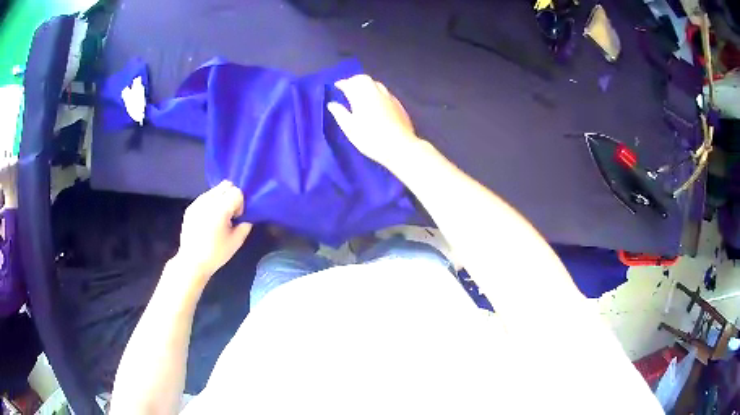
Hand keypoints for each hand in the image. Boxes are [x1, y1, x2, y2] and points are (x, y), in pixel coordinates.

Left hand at [175, 181, 251, 280]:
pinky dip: (210, 204)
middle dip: (231, 196)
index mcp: (220, 208)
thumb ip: (245, 225)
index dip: (240, 204)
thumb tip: (245, 218)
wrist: (192, 262)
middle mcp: (208, 200)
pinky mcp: (190, 207)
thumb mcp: (237, 242)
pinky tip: (208, 221)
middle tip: (230, 215)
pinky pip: (205, 197)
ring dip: (220, 199)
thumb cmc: (216, 254)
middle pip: (226, 185)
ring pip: (215, 190)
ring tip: (218, 218)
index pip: (237, 192)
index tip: (236, 218)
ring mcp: (197, 202)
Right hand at [328, 75, 420, 168]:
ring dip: (367, 84)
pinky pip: (385, 92)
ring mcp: (389, 97)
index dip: (342, 83)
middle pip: (364, 79)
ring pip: (376, 84)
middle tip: (348, 87)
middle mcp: (375, 92)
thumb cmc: (370, 138)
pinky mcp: (398, 104)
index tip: (337, 86)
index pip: (349, 83)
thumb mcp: (350, 128)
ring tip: (361, 93)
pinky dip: (377, 92)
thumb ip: (340, 113)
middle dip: (354, 80)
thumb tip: (332, 104)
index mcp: (361, 96)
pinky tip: (376, 101)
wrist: (399, 146)